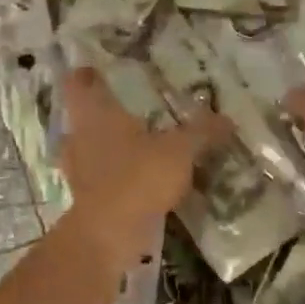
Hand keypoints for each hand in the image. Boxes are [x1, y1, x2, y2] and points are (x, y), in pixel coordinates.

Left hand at [58, 68, 229, 269]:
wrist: (109, 234)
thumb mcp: (179, 150)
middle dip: (100, 111)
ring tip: (134, 143)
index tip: (96, 69)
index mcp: (95, 114)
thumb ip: (201, 132)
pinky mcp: (85, 198)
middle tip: (125, 106)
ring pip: (88, 147)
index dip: (85, 74)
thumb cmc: (138, 177)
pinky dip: (112, 175)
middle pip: (82, 116)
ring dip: (106, 145)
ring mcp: (77, 169)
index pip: (79, 83)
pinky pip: (98, 177)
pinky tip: (136, 179)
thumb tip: (227, 119)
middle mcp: (78, 137)